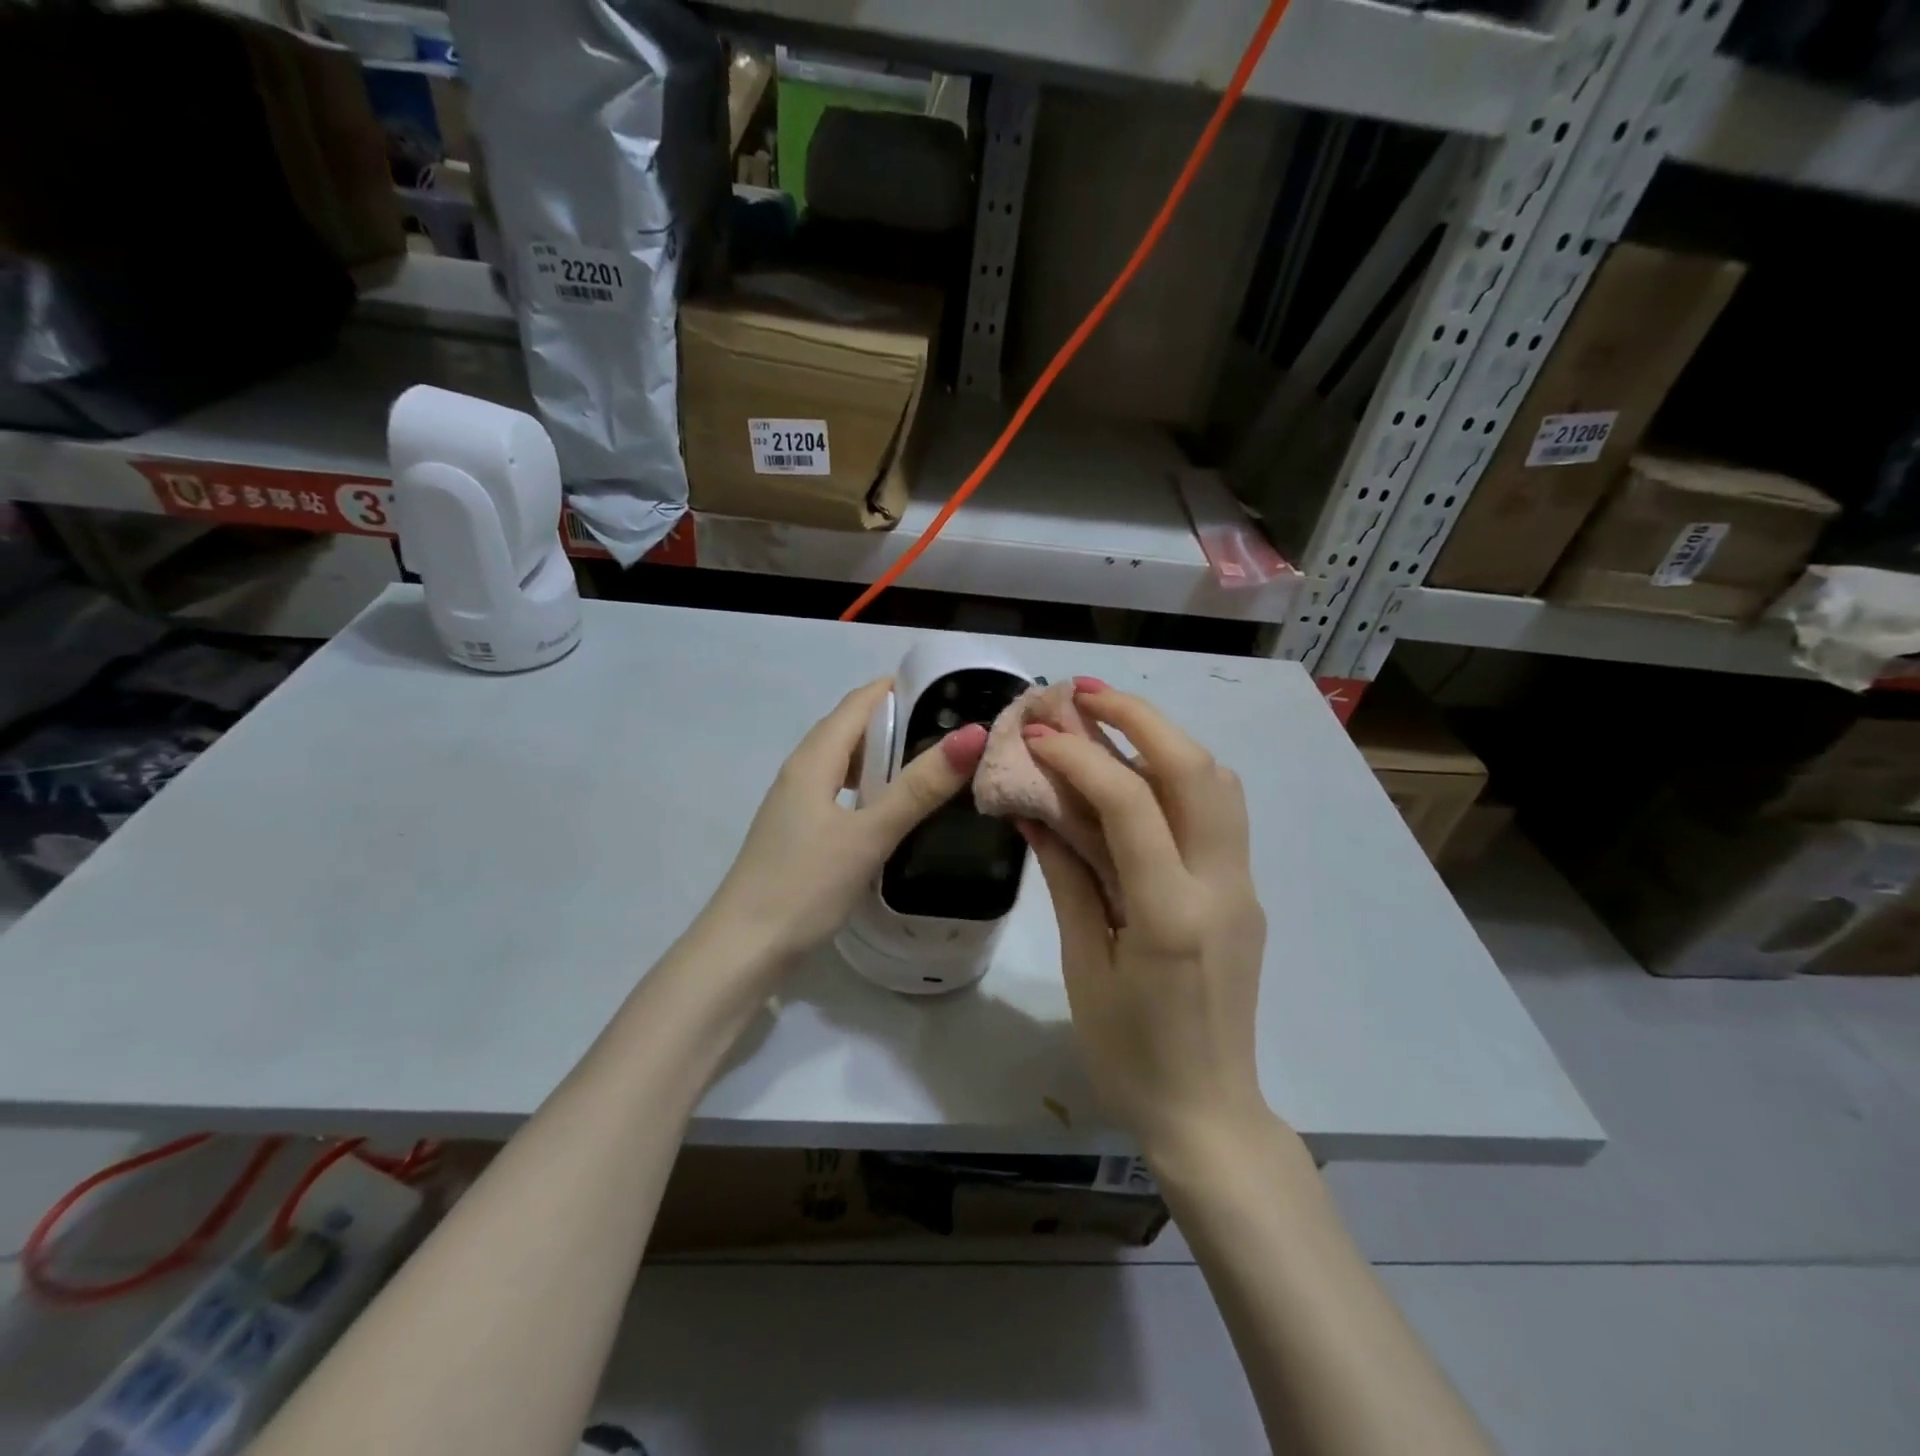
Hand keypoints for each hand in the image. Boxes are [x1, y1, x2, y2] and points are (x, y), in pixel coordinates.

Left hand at [706, 678, 987, 966]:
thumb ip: (919, 788)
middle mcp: (801, 771)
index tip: (952, 693)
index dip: (901, 689)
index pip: (859, 702)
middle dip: (899, 720)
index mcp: (814, 759)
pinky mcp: (798, 831)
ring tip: (931, 766)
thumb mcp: (868, 834)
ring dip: (885, 755)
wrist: (743, 948)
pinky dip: (869, 786)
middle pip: (851, 728)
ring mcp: (796, 802)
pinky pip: (839, 790)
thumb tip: (973, 735)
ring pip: (845, 761)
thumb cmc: (805, 884)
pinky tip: (892, 810)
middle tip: (953, 731)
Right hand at [1022, 681, 1270, 1159]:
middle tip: (1084, 692)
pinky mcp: (1246, 893)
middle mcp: (1221, 887)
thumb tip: (1035, 808)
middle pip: (1196, 770)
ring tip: (1110, 719)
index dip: (1079, 756)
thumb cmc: (1129, 1053)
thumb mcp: (1084, 965)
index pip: (1129, 804)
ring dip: (1166, 738)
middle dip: (1139, 718)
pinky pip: (1220, 814)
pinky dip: (1181, 774)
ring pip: (1219, 782)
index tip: (1038, 732)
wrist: (1209, 1110)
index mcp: (1171, 914)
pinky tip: (1139, 774)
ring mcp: (1243, 887)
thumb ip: (1067, 876)